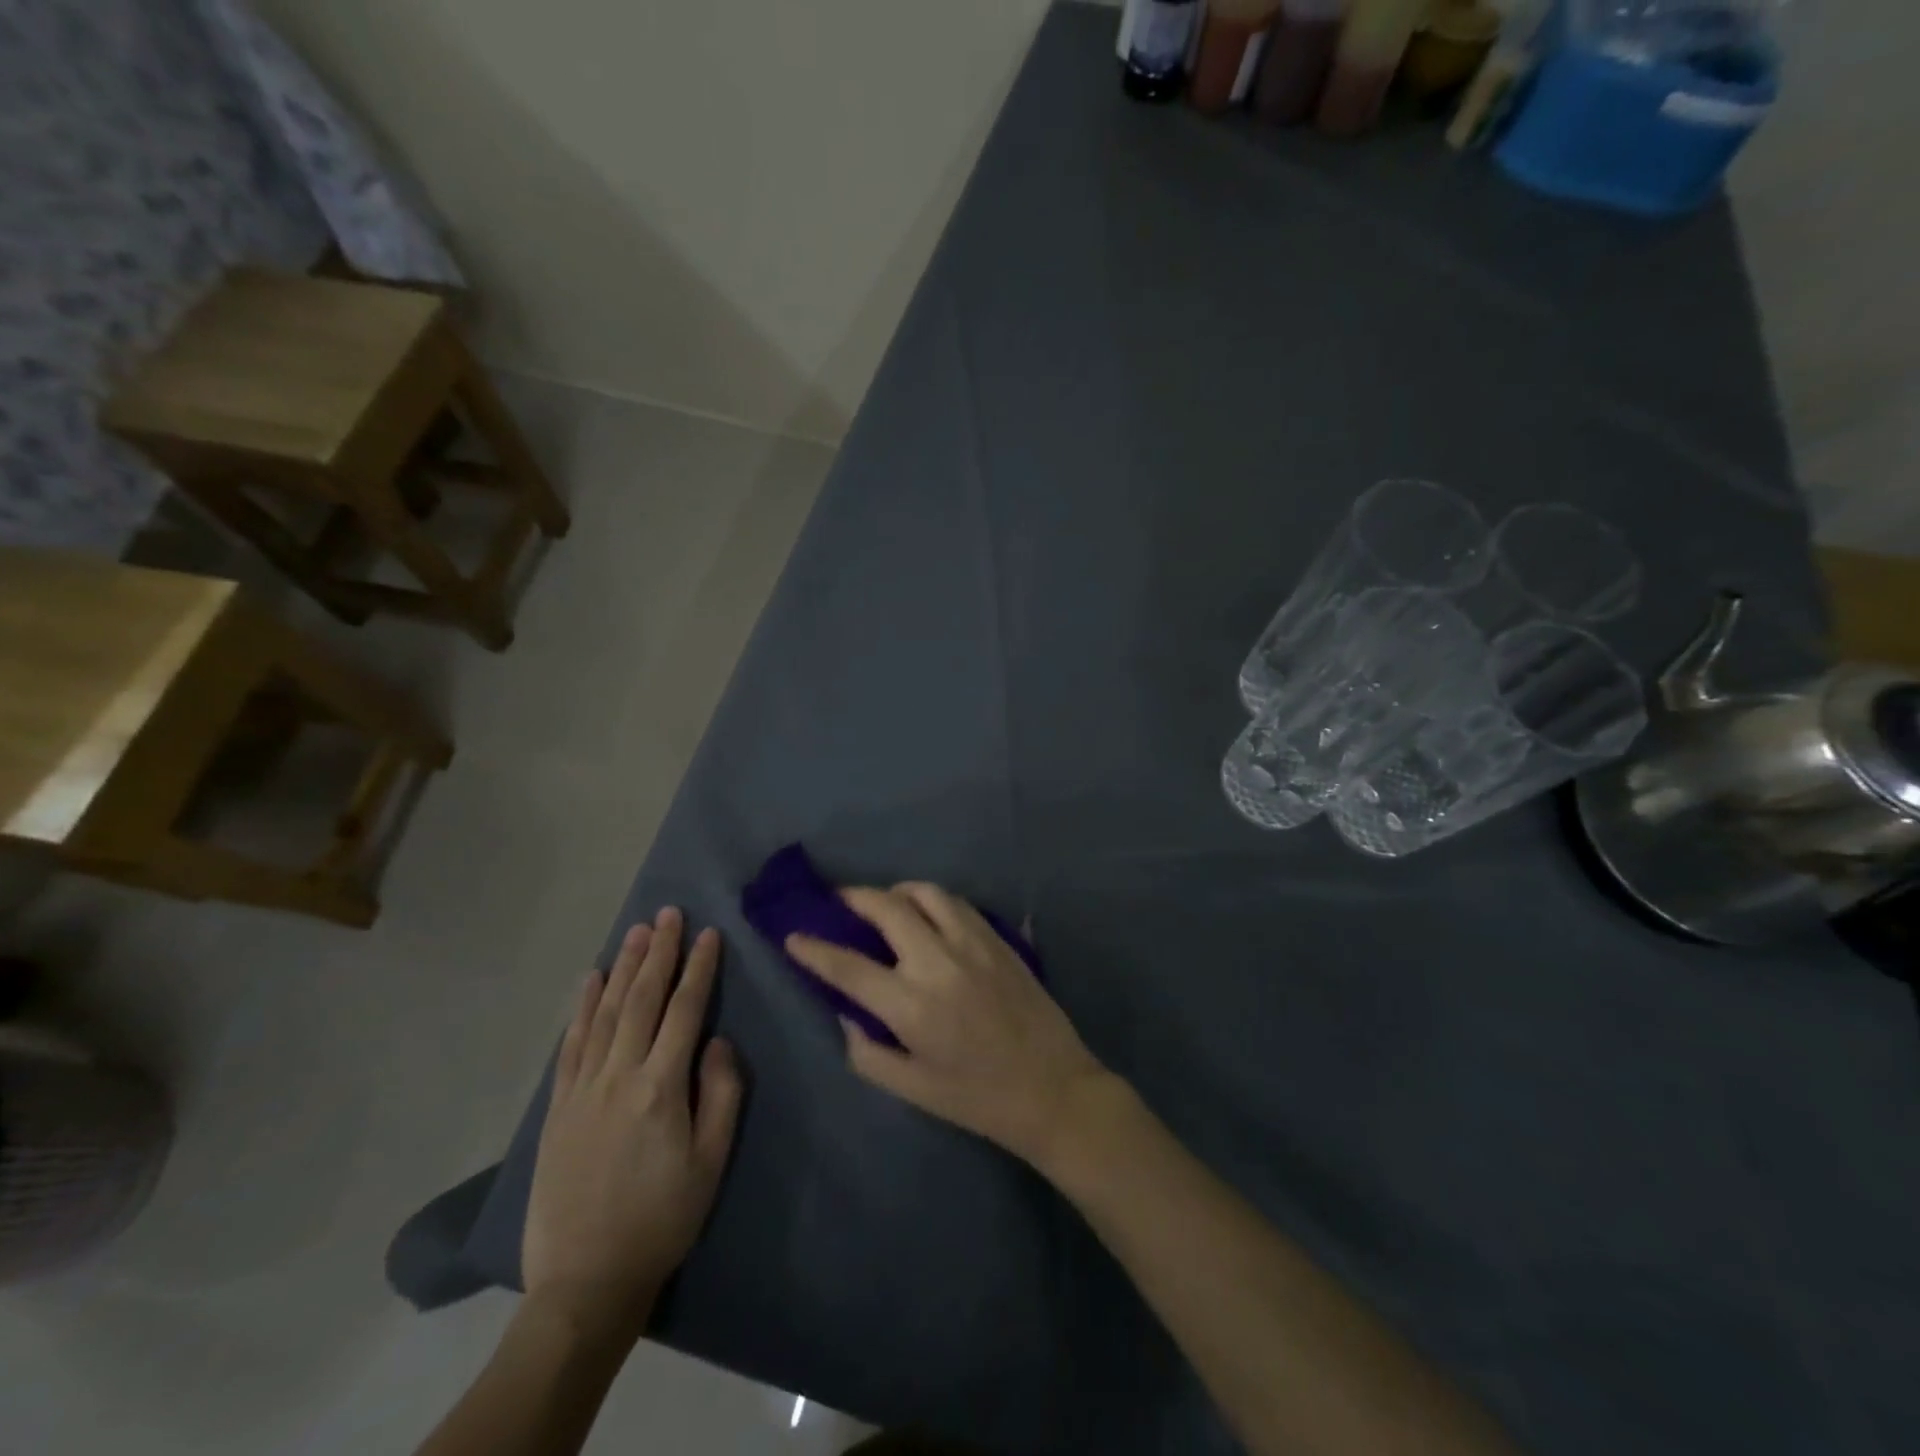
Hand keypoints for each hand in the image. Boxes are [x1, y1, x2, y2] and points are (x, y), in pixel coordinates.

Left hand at [523, 908, 743, 1335]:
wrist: (585, 1281)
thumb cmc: (663, 1219)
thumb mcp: (712, 1161)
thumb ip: (721, 1094)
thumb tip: (719, 1041)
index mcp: (662, 1087)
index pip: (685, 1010)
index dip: (699, 968)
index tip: (709, 933)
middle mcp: (620, 1075)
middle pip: (642, 999)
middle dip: (660, 953)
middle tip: (669, 914)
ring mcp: (583, 1089)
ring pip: (606, 1012)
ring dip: (624, 967)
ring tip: (638, 932)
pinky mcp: (558, 1107)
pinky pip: (572, 1044)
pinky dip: (583, 1007)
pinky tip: (592, 980)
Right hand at [786, 884, 1109, 1168]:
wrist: (1053, 1088)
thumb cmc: (978, 1098)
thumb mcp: (912, 1090)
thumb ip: (868, 1052)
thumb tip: (847, 1014)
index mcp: (911, 1005)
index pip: (848, 967)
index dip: (814, 949)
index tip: (792, 935)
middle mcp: (938, 962)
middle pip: (886, 908)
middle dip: (853, 897)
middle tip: (838, 900)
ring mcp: (973, 943)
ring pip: (925, 892)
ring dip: (896, 891)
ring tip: (884, 903)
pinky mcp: (998, 938)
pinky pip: (957, 902)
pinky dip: (932, 900)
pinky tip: (927, 915)